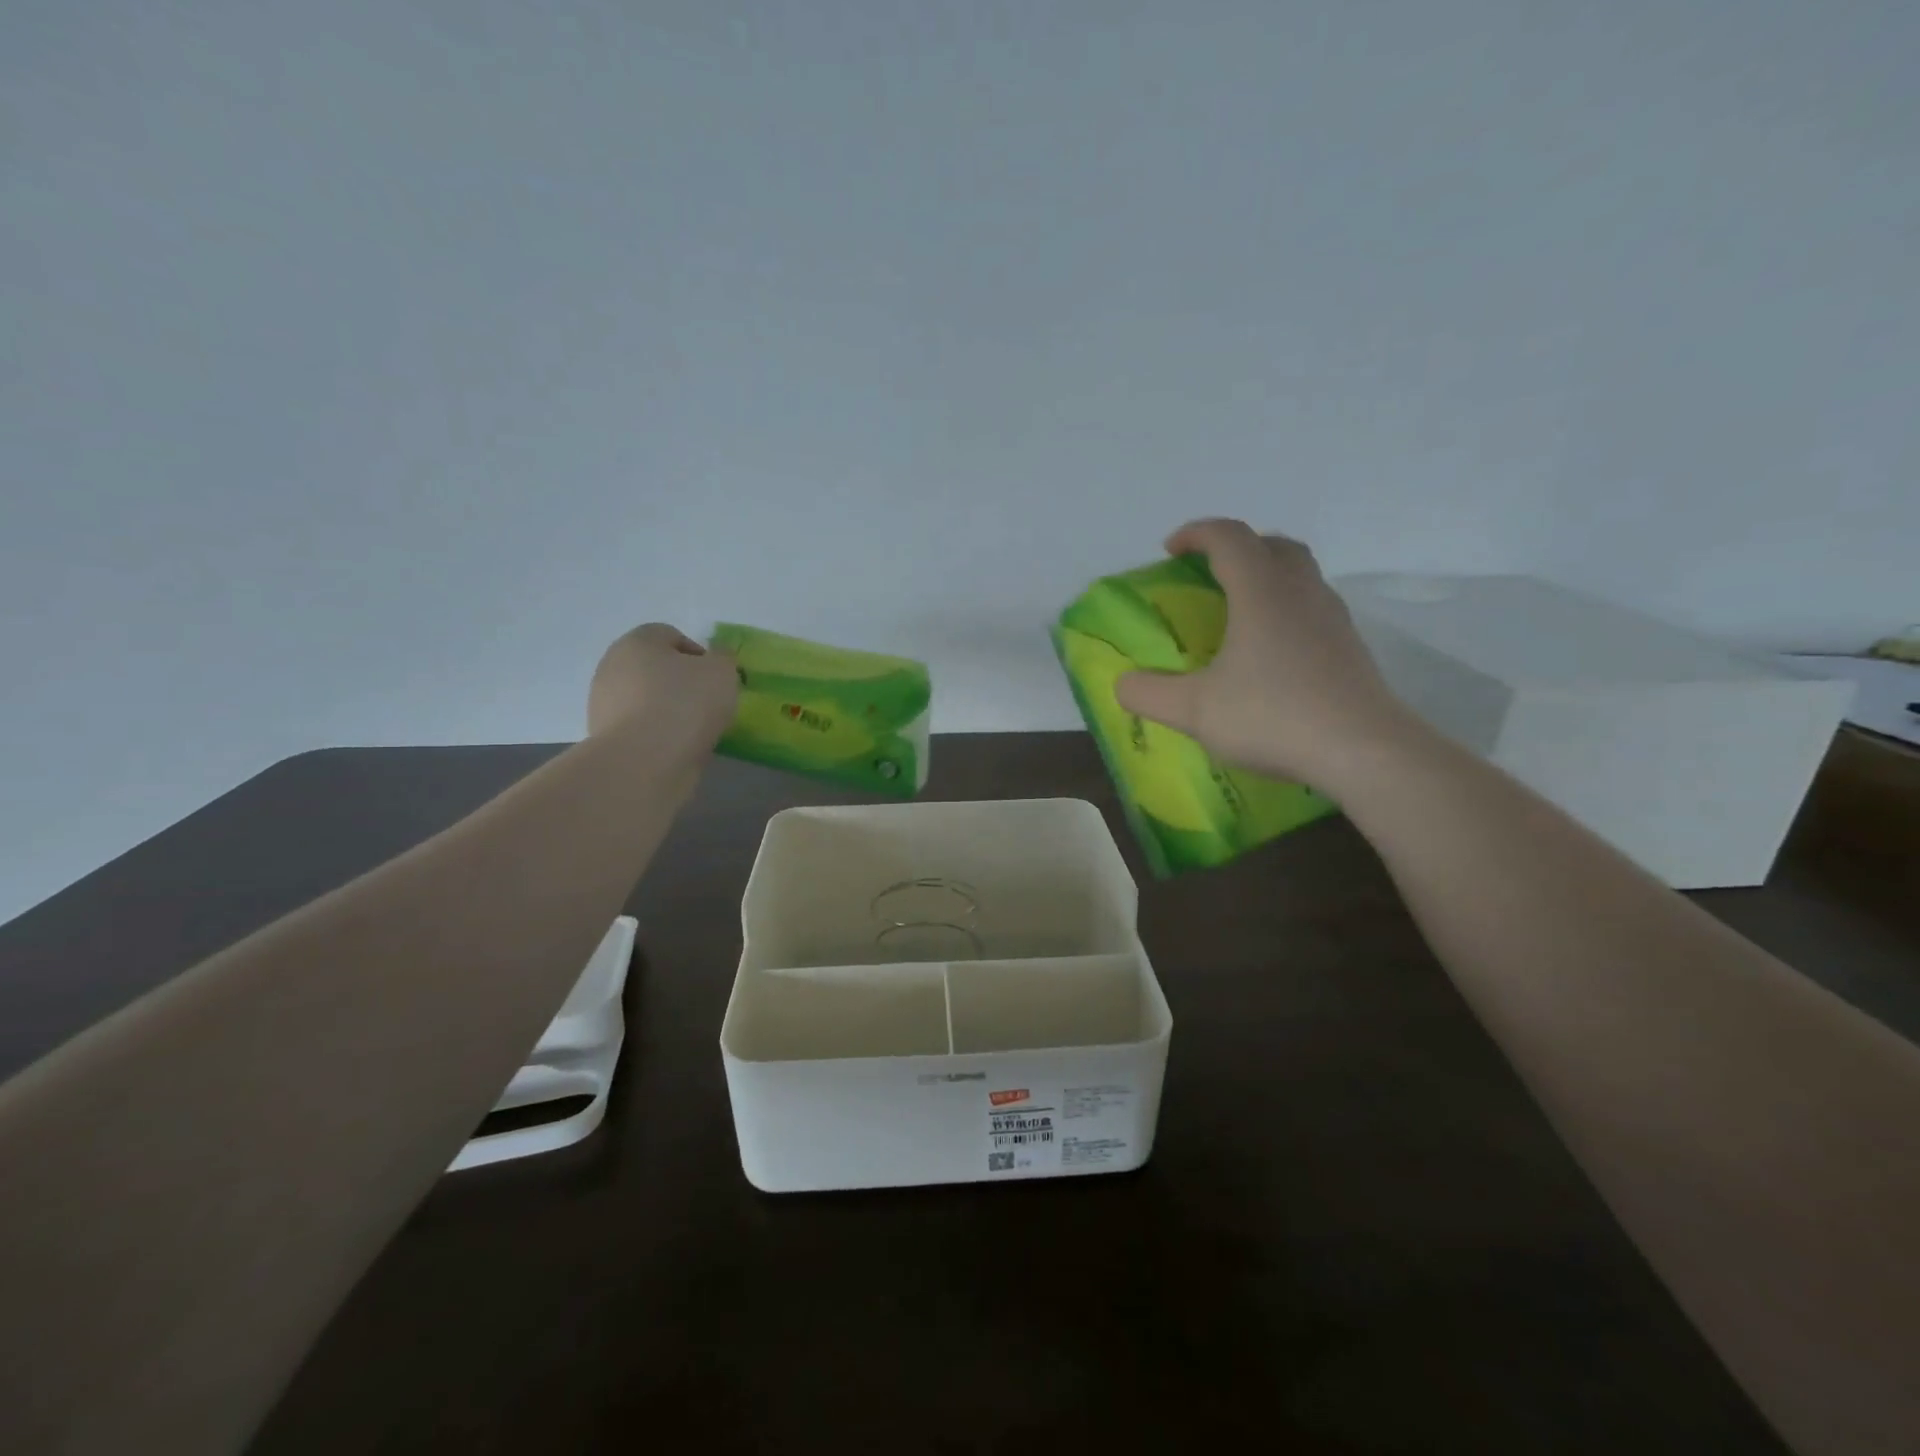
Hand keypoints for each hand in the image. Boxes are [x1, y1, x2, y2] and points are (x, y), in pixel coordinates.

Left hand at [587, 624, 738, 749]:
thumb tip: (716, 659)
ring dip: (669, 710)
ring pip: (647, 699)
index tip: (717, 679)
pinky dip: (658, 734)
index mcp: (637, 641)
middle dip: (682, 683)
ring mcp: (604, 703)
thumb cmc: (684, 704)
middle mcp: (613, 665)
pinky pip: (640, 727)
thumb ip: (723, 658)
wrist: (643, 761)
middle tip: (708, 704)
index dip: (700, 655)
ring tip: (695, 731)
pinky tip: (676, 747)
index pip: (671, 636)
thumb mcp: (722, 671)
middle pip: (656, 668)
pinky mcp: (604, 736)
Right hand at [1114, 519, 1408, 787]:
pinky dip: (1285, 607)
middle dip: (1236, 547)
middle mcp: (1300, 592)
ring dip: (1265, 575)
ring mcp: (1332, 617)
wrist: (1362, 750)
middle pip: (1272, 544)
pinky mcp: (1349, 646)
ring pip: (1299, 573)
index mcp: (1261, 592)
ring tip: (1237, 611)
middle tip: (1208, 573)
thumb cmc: (1272, 716)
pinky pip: (1312, 605)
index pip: (1229, 537)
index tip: (1170, 551)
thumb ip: (1148, 694)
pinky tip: (1270, 650)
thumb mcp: (1193, 710)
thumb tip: (1123, 682)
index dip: (1196, 534)